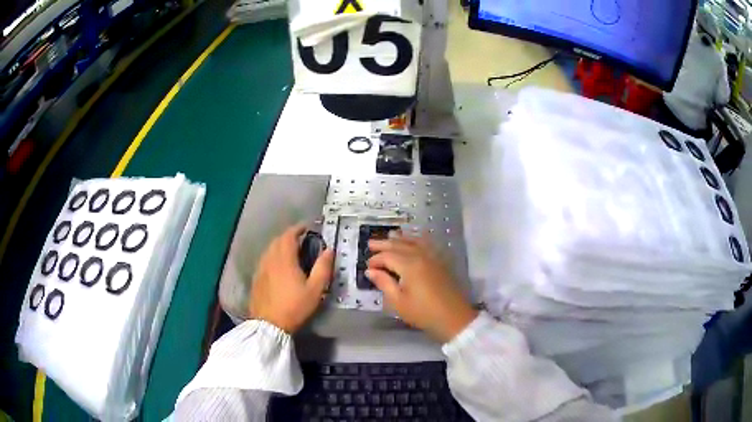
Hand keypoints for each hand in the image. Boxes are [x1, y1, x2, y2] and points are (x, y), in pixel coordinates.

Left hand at [248, 224, 333, 332]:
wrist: (269, 324)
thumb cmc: (295, 306)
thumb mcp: (315, 290)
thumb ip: (323, 268)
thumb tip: (329, 250)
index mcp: (284, 259)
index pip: (289, 235)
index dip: (298, 229)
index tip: (307, 227)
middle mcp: (270, 259)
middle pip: (277, 240)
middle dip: (289, 236)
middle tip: (301, 239)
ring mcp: (261, 269)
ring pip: (269, 249)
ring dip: (280, 245)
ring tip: (291, 251)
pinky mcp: (256, 278)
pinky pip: (265, 259)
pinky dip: (273, 256)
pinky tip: (278, 266)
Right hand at [367, 233, 477, 342]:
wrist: (454, 317)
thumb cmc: (423, 312)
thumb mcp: (399, 301)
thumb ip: (384, 283)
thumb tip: (370, 271)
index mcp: (409, 265)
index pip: (387, 256)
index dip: (375, 260)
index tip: (367, 267)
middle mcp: (421, 256)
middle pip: (399, 245)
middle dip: (384, 244)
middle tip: (370, 243)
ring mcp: (433, 257)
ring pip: (414, 241)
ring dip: (401, 238)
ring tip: (391, 235)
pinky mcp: (441, 261)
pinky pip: (427, 243)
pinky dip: (418, 238)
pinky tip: (415, 238)